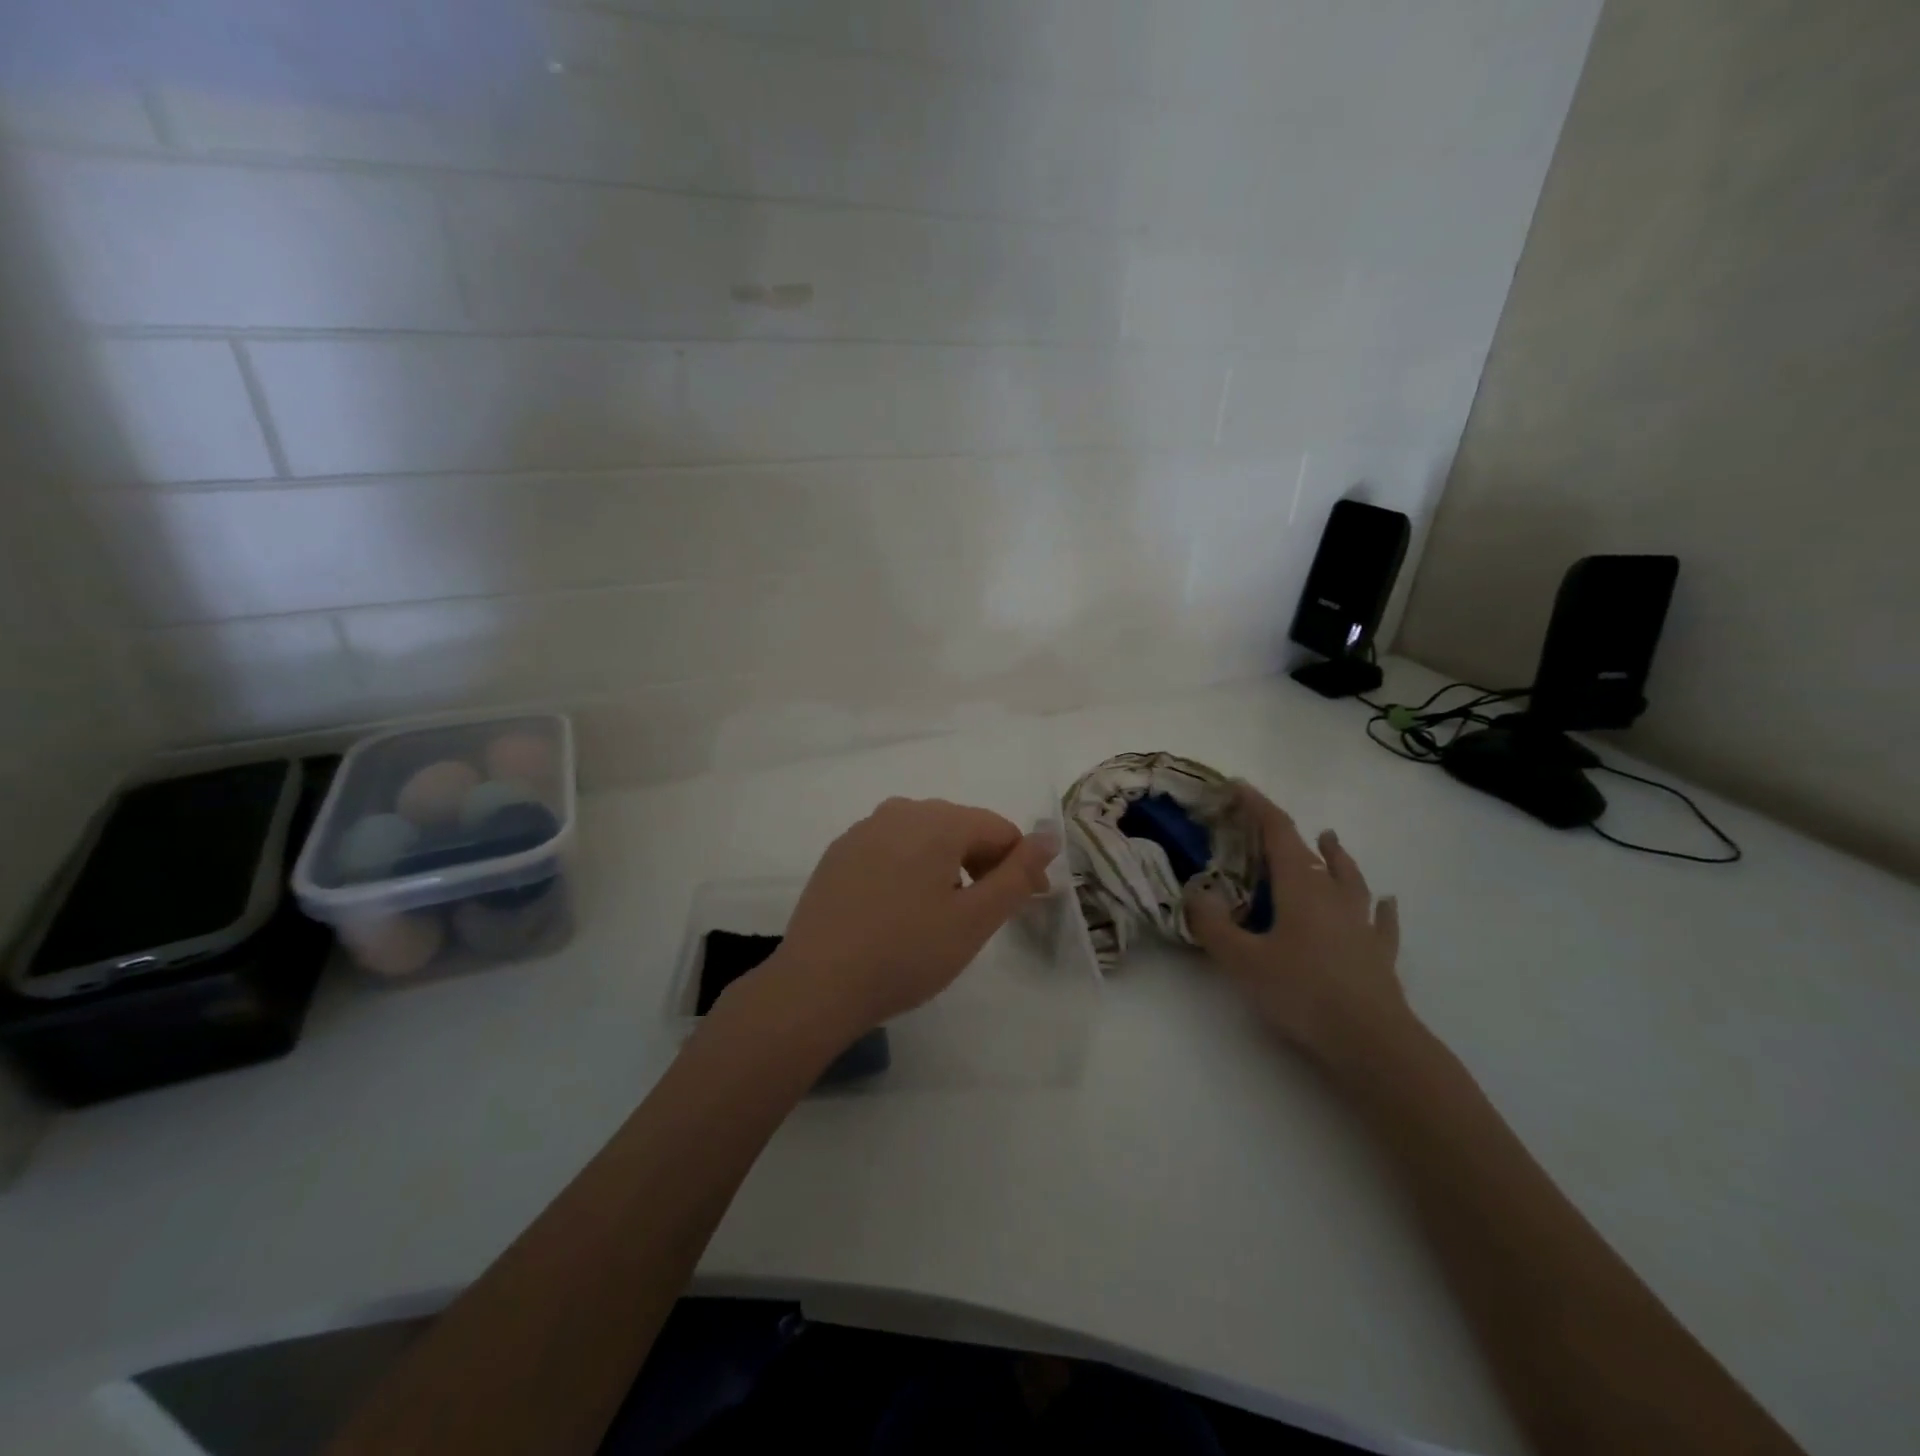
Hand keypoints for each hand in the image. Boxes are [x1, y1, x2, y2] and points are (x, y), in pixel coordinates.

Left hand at [764, 797, 1058, 1036]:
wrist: (817, 984)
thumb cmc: (906, 953)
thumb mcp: (974, 920)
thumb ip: (1017, 874)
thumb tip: (1049, 835)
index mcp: (937, 821)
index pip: (998, 829)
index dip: (1020, 865)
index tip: (1027, 904)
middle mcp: (900, 811)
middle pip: (961, 827)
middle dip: (984, 863)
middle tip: (988, 913)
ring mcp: (864, 830)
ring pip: (925, 837)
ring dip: (947, 866)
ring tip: (945, 913)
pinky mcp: (839, 853)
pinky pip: (891, 848)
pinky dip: (910, 869)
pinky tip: (901, 909)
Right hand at [1184, 783, 1408, 1069]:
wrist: (1372, 1041)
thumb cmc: (1302, 992)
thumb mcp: (1242, 960)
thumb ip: (1212, 925)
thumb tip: (1195, 892)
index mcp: (1300, 888)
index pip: (1278, 833)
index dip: (1258, 806)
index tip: (1238, 785)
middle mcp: (1333, 896)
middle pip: (1312, 853)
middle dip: (1287, 832)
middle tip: (1267, 823)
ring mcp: (1361, 924)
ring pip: (1350, 878)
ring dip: (1337, 857)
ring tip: (1331, 839)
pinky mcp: (1379, 953)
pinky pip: (1381, 920)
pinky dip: (1380, 907)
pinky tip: (1386, 903)